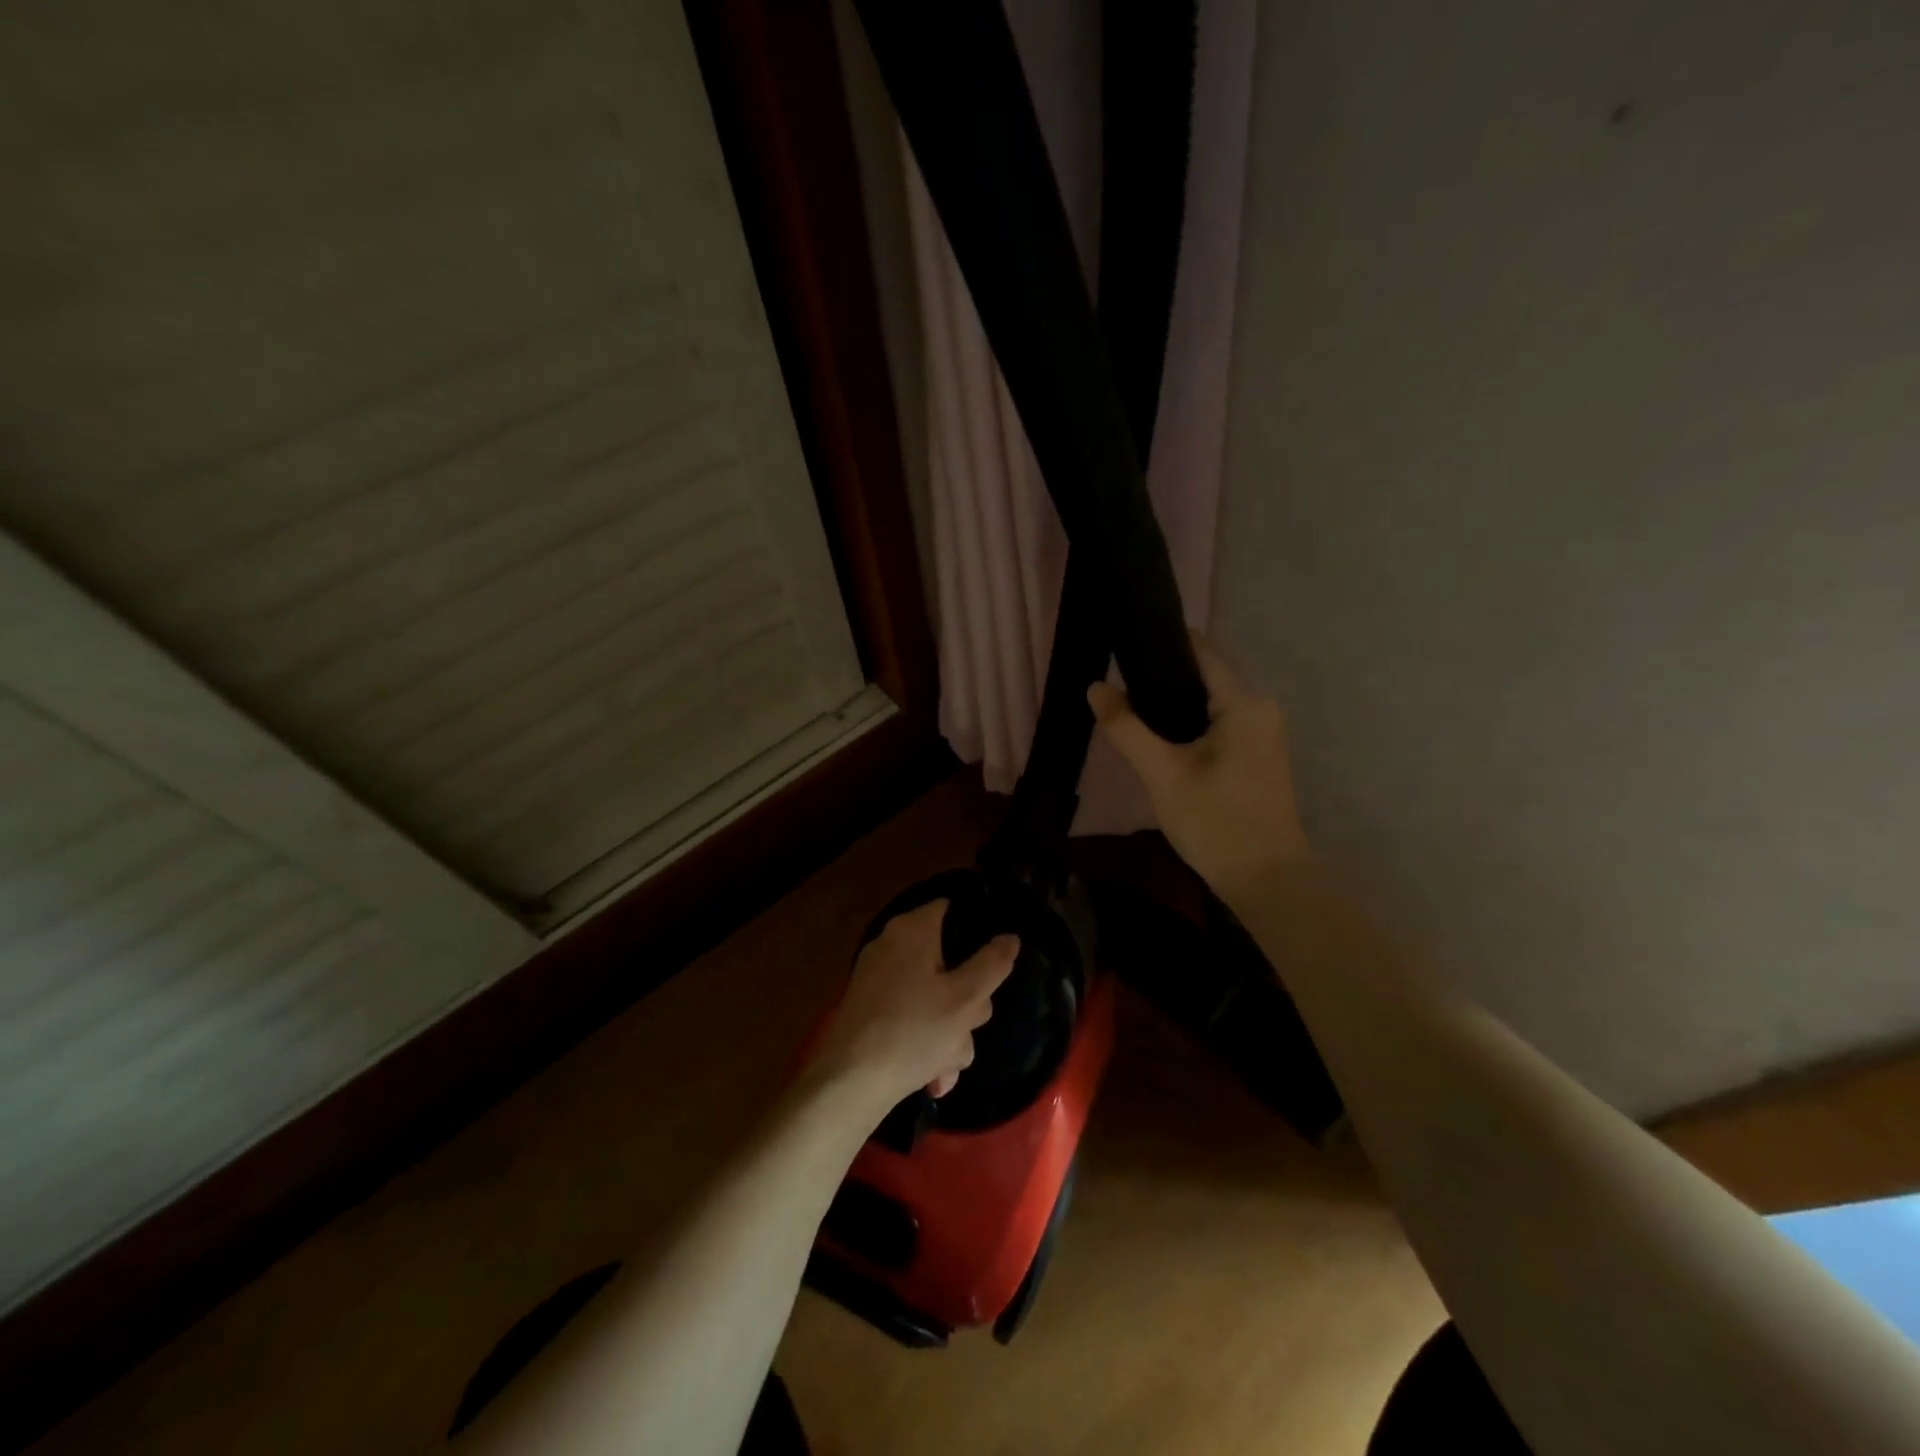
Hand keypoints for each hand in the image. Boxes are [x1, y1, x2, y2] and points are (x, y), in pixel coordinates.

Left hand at [810, 900, 1018, 1105]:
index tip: (994, 962)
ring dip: (949, 1034)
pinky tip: (932, 1077)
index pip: (951, 909)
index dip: (977, 930)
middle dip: (966, 1003)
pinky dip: (924, 1043)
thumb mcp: (966, 999)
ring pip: (932, 998)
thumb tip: (1010, 937)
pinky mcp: (869, 1010)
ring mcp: (877, 979)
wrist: (849, 1084)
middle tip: (969, 1027)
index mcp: (912, 930)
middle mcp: (891, 945)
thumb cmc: (913, 1031)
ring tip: (946, 1067)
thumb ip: (992, 964)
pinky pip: (911, 1017)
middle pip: (948, 962)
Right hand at [1089, 633, 1310, 899]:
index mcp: (1243, 701)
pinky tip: (1161, 736)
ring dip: (1174, 700)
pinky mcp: (1258, 752)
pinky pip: (1220, 719)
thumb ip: (1126, 728)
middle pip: (1205, 672)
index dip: (1160, 643)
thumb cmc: (1216, 822)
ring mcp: (1263, 730)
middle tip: (1117, 685)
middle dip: (1162, 674)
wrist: (1267, 880)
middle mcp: (1260, 706)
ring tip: (1131, 707)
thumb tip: (1095, 687)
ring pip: (1211, 698)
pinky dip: (1190, 720)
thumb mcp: (1162, 774)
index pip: (1199, 650)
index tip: (1121, 645)